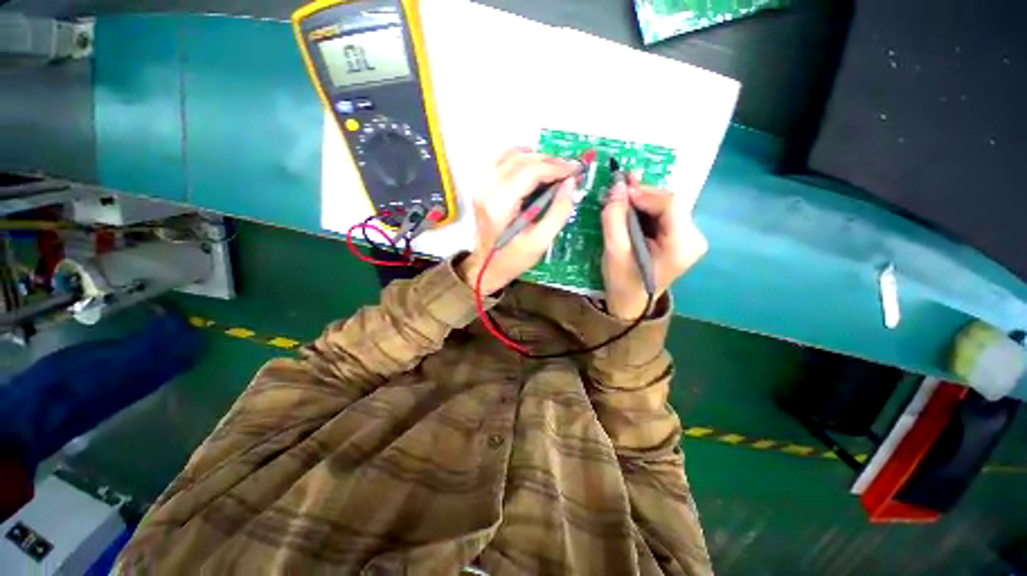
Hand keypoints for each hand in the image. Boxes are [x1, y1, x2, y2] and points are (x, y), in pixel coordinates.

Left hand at [458, 149, 578, 293]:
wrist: (486, 267)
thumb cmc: (513, 258)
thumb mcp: (540, 242)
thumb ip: (558, 211)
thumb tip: (570, 183)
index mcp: (500, 205)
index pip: (530, 172)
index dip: (556, 167)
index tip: (576, 170)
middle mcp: (487, 189)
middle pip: (521, 159)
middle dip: (549, 160)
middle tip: (569, 169)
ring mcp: (481, 186)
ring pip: (510, 155)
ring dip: (536, 157)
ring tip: (555, 168)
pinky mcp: (482, 187)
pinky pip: (501, 161)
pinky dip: (521, 159)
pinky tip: (534, 167)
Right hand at [601, 175, 706, 318]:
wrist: (632, 303)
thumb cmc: (622, 282)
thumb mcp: (614, 251)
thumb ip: (614, 218)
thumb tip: (617, 186)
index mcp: (681, 246)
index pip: (670, 205)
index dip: (644, 192)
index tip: (619, 189)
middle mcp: (694, 238)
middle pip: (670, 203)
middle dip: (643, 193)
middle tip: (619, 186)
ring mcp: (691, 237)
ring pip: (667, 205)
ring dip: (644, 199)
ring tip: (623, 193)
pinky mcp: (682, 237)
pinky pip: (665, 214)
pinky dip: (647, 208)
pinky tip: (632, 205)